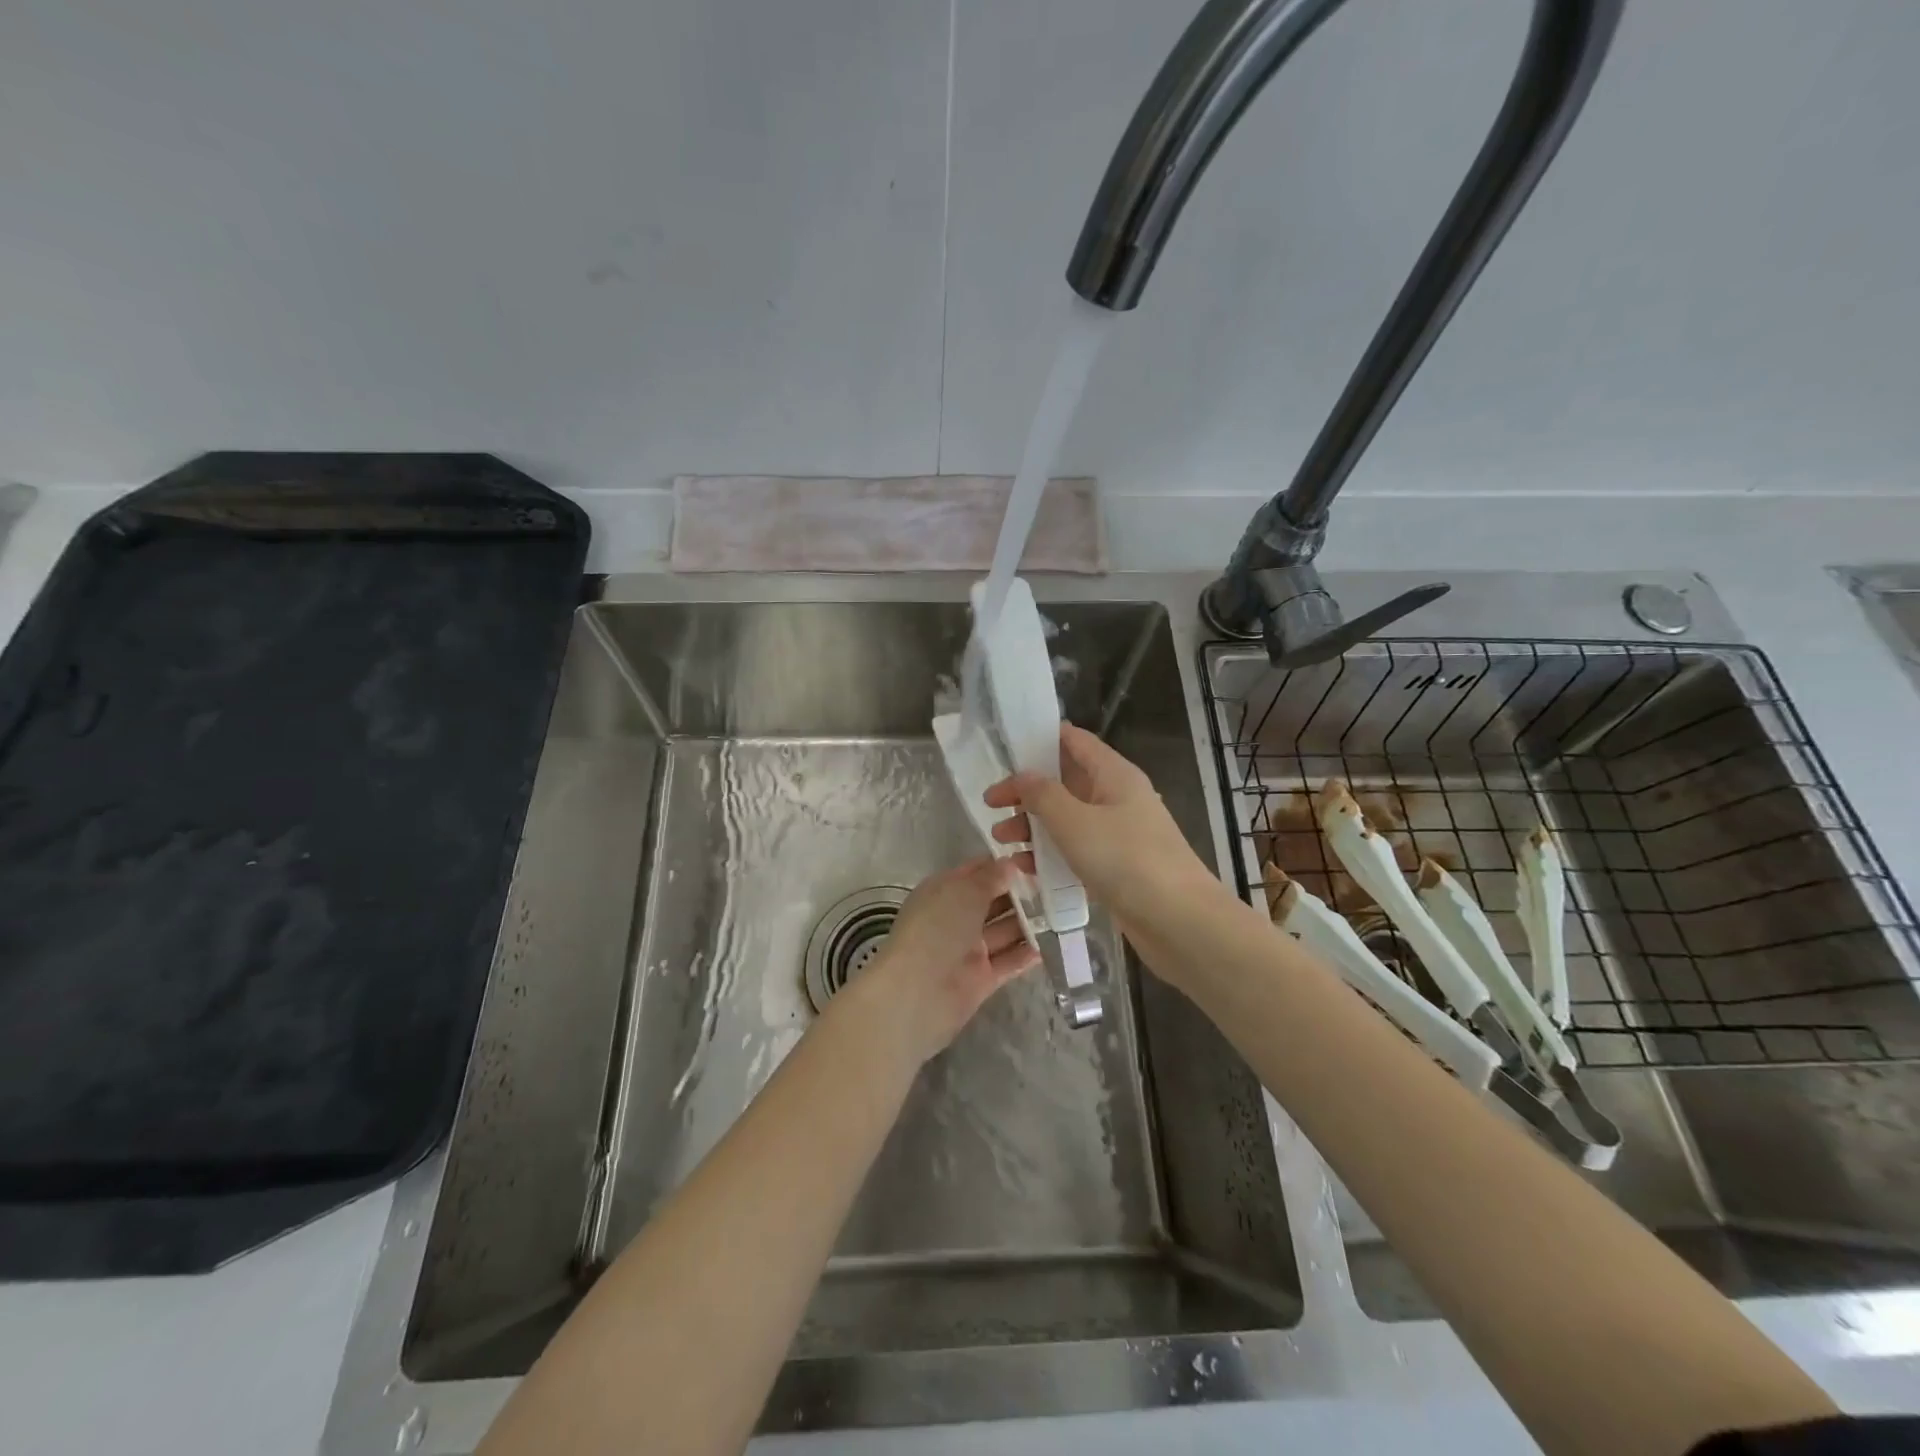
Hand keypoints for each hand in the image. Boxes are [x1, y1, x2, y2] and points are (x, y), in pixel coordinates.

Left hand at [848, 856, 1039, 1065]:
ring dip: (1029, 923)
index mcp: (944, 892)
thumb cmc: (937, 929)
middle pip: (993, 901)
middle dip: (1021, 894)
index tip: (1037, 858)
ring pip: (1004, 931)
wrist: (916, 993)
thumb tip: (1010, 864)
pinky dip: (1026, 954)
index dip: (1004, 865)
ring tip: (1064, 912)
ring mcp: (968, 950)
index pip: (977, 872)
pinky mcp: (980, 979)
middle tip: (1059, 885)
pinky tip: (1052, 944)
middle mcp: (956, 918)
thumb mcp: (963, 891)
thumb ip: (990, 877)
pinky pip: (1008, 961)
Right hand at [984, 725, 1217, 918]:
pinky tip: (1026, 869)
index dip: (1039, 740)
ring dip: (1034, 826)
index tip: (1004, 751)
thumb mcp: (1074, 822)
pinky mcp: (1118, 867)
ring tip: (1001, 842)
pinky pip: (1077, 850)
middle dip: (1028, 792)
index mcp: (1114, 774)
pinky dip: (1052, 854)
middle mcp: (1118, 798)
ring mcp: (1120, 834)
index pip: (1074, 741)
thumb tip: (1022, 776)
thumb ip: (1042, 795)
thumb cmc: (1126, 860)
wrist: (1180, 922)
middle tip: (992, 807)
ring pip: (1069, 819)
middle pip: (1066, 782)